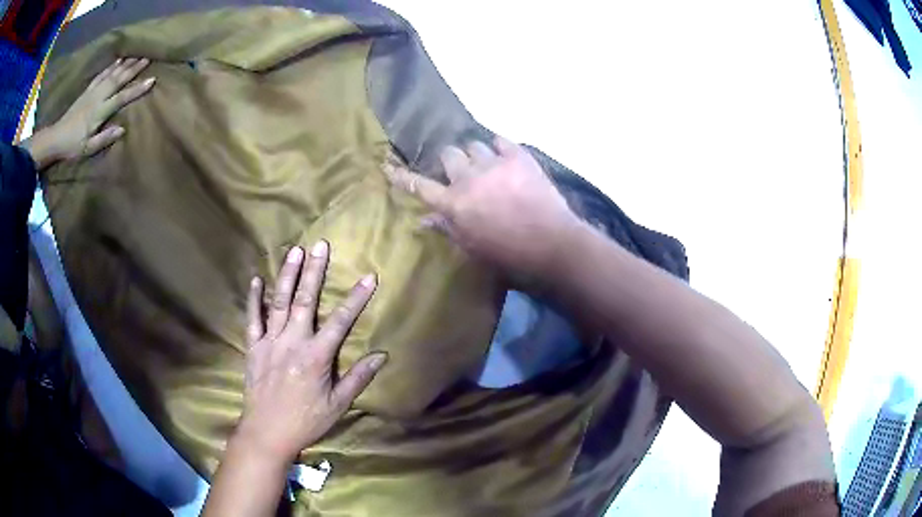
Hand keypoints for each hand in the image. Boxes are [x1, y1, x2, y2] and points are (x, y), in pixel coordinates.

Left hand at [23, 58, 154, 169]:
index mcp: (99, 112)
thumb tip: (122, 129)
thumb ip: (104, 139)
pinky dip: (110, 67)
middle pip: (118, 80)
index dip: (136, 89)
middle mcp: (97, 98)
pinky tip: (117, 61)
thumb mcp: (88, 149)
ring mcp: (92, 92)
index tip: (151, 80)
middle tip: (148, 57)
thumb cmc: (71, 147)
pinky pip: (101, 75)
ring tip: (136, 55)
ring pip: (111, 74)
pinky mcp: (86, 91)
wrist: (55, 139)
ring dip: (125, 64)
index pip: (121, 98)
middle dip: (133, 68)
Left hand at [233, 242, 387, 464]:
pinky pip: (252, 319)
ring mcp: (270, 342)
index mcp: (316, 356)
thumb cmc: (306, 421)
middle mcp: (293, 342)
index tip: (369, 276)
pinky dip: (254, 299)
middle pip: (305, 301)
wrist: (267, 433)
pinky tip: (256, 280)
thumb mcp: (338, 405)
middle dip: (314, 271)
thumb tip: (382, 356)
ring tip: (294, 251)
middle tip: (320, 245)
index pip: (341, 321)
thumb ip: (358, 378)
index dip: (357, 298)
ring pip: (279, 302)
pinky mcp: (253, 347)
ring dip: (287, 275)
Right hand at [383, 136, 582, 280]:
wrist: (553, 247)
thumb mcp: (473, 248)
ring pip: (474, 145)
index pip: (419, 186)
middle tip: (461, 172)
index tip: (388, 166)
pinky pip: (501, 140)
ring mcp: (494, 164)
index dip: (402, 176)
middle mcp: (468, 179)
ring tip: (487, 166)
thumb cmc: (510, 257)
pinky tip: (505, 158)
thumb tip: (424, 220)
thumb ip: (448, 228)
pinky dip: (499, 147)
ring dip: (475, 155)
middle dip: (451, 162)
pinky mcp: (519, 158)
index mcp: (454, 204)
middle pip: (448, 154)